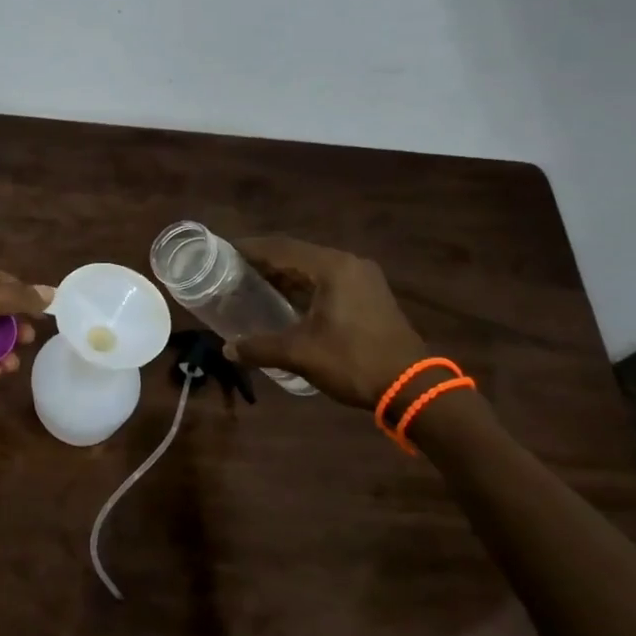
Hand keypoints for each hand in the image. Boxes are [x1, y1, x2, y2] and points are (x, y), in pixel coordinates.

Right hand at [223, 236, 428, 408]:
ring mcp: (362, 278)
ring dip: (284, 275)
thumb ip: (260, 347)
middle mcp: (348, 264)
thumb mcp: (301, 354)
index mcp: (332, 267)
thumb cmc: (354, 361)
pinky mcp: (369, 295)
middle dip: (264, 262)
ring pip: (312, 268)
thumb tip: (228, 350)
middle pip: (296, 254)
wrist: (412, 387)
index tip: (223, 251)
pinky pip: (327, 281)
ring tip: (251, 284)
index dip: (250, 248)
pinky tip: (284, 300)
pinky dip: (303, 286)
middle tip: (232, 270)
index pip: (281, 248)